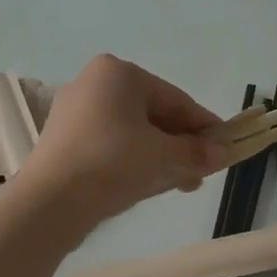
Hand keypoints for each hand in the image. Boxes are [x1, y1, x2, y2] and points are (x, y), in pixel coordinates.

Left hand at [21, 55, 230, 227]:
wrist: (49, 202)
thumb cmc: (112, 163)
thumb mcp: (163, 156)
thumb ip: (197, 151)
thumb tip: (225, 152)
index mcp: (119, 73)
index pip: (176, 99)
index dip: (204, 126)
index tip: (226, 148)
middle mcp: (94, 83)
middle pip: (154, 114)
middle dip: (182, 144)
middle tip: (203, 171)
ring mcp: (75, 111)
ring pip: (133, 132)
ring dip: (161, 155)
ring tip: (182, 183)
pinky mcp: (64, 139)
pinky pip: (111, 144)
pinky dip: (134, 160)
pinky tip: (150, 184)